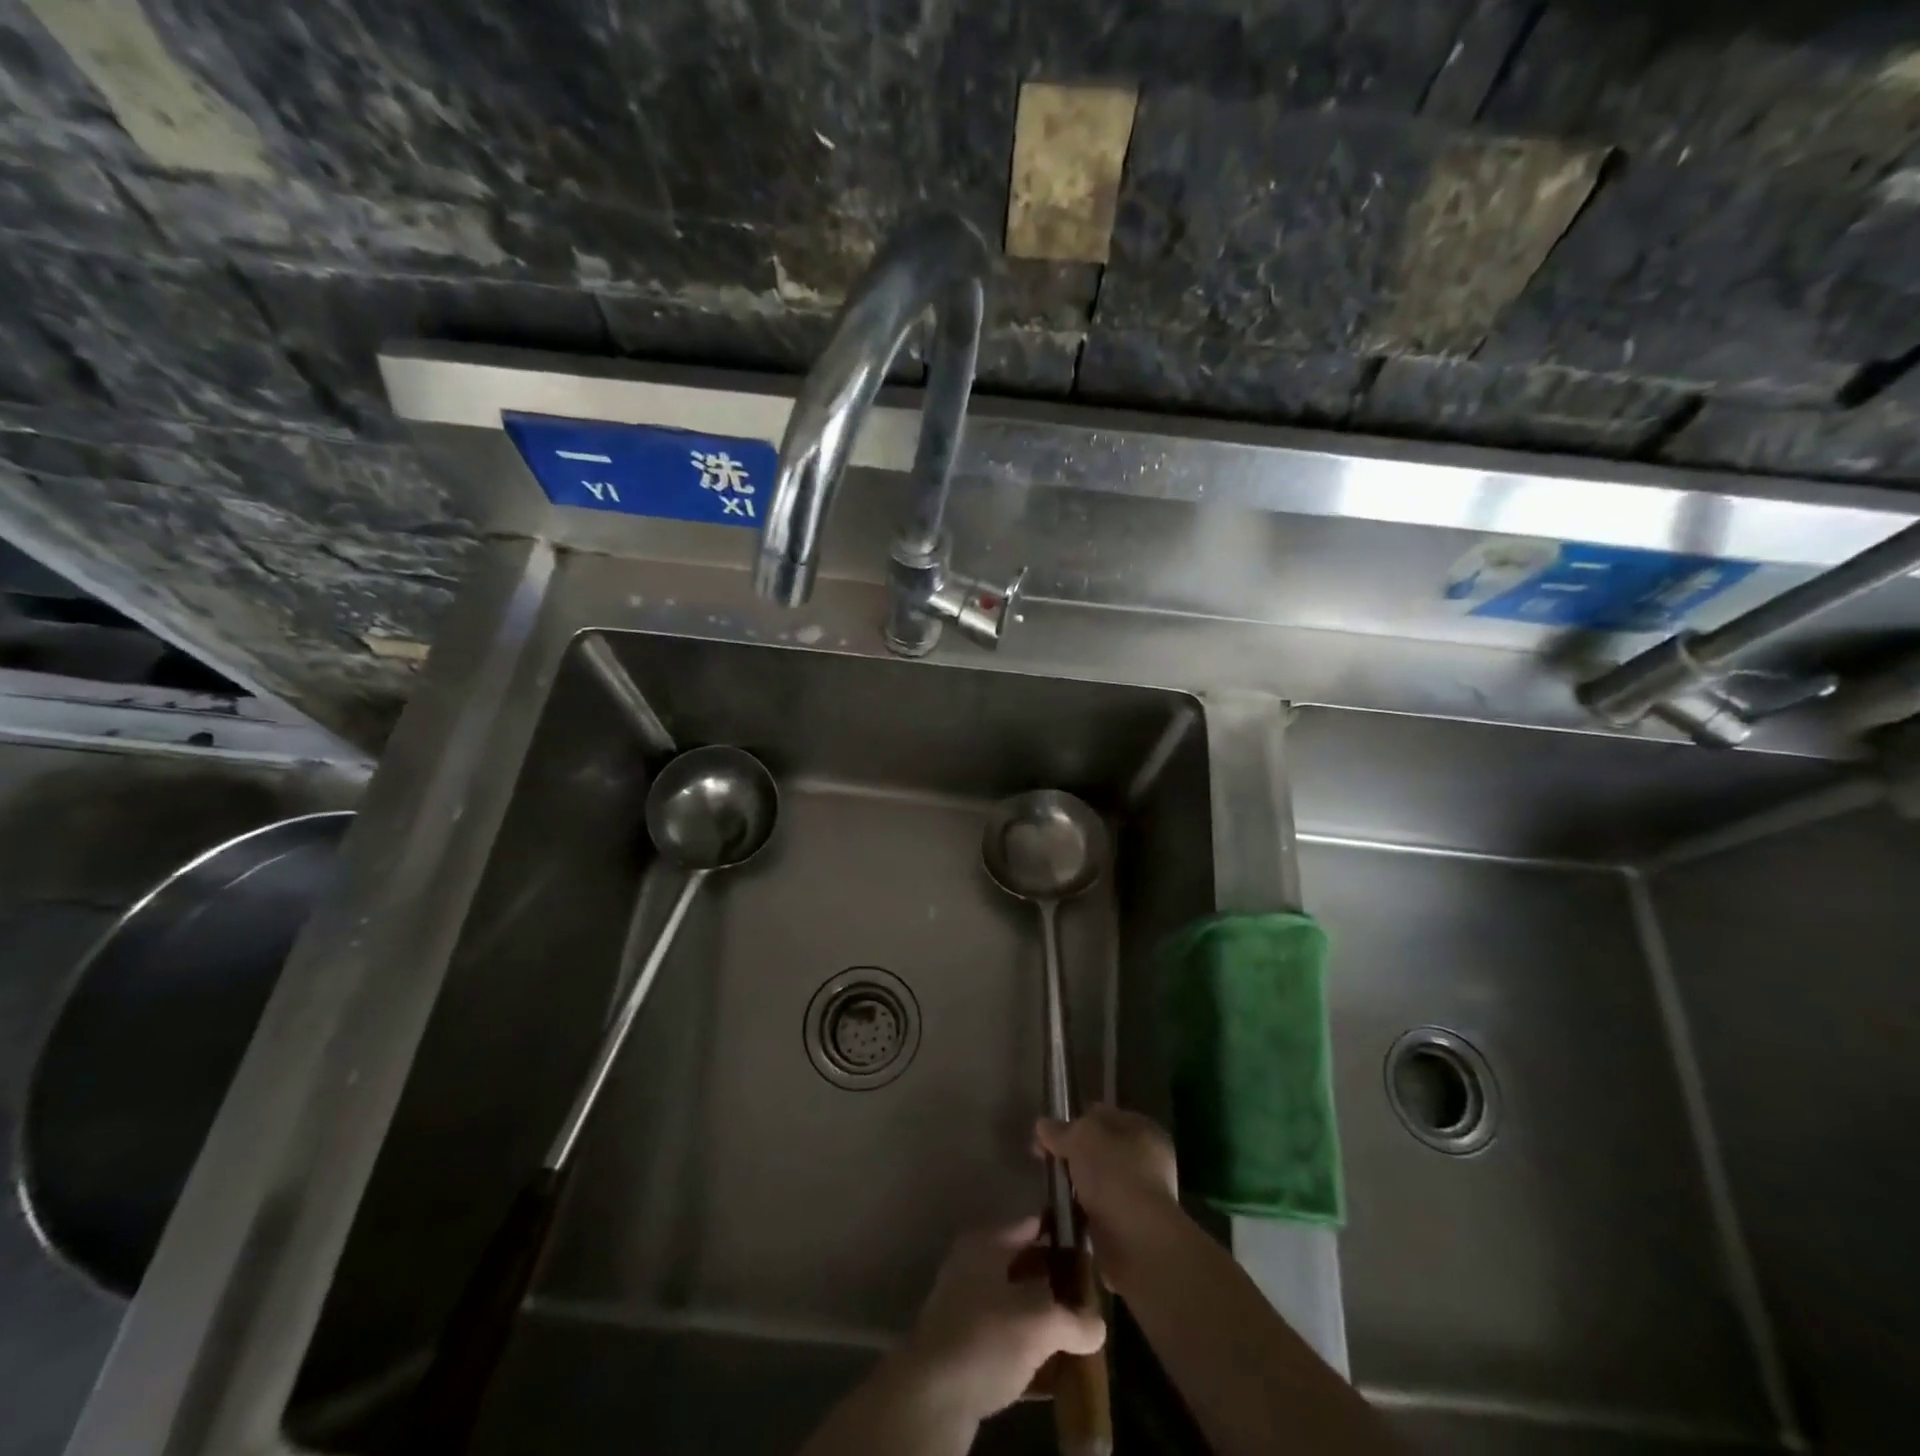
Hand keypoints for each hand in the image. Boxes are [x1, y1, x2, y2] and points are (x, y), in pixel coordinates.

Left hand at [894, 1216, 1105, 1424]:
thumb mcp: (1039, 1323)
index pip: (1031, 1226)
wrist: (930, 1397)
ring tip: (1080, 1336)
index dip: (1061, 1235)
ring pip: (1016, 1307)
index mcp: (986, 1243)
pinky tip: (1055, 1372)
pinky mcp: (964, 1349)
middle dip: (1056, 1284)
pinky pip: (1006, 1342)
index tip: (1091, 1249)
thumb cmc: (985, 1338)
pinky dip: (1029, 1351)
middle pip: (1024, 1267)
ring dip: (1044, 1322)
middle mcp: (973, 1266)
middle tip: (1092, 1299)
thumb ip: (1074, 1319)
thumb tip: (1097, 1325)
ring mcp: (965, 1308)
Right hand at [1036, 1105, 1181, 1295]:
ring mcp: (1139, 1198)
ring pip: (1097, 1184)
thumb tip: (1043, 1125)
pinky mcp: (1128, 1230)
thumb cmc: (1114, 1175)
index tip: (1049, 1133)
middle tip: (1045, 1162)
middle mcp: (1147, 1161)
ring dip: (1074, 1188)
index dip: (1076, 1120)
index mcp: (1144, 1130)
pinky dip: (1079, 1215)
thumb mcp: (1081, 1138)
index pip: (1104, 1116)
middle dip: (1073, 1157)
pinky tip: (1059, 1216)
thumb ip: (1061, 1130)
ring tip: (1048, 1191)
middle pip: (1100, 1151)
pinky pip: (1096, 1214)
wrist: (1138, 1243)